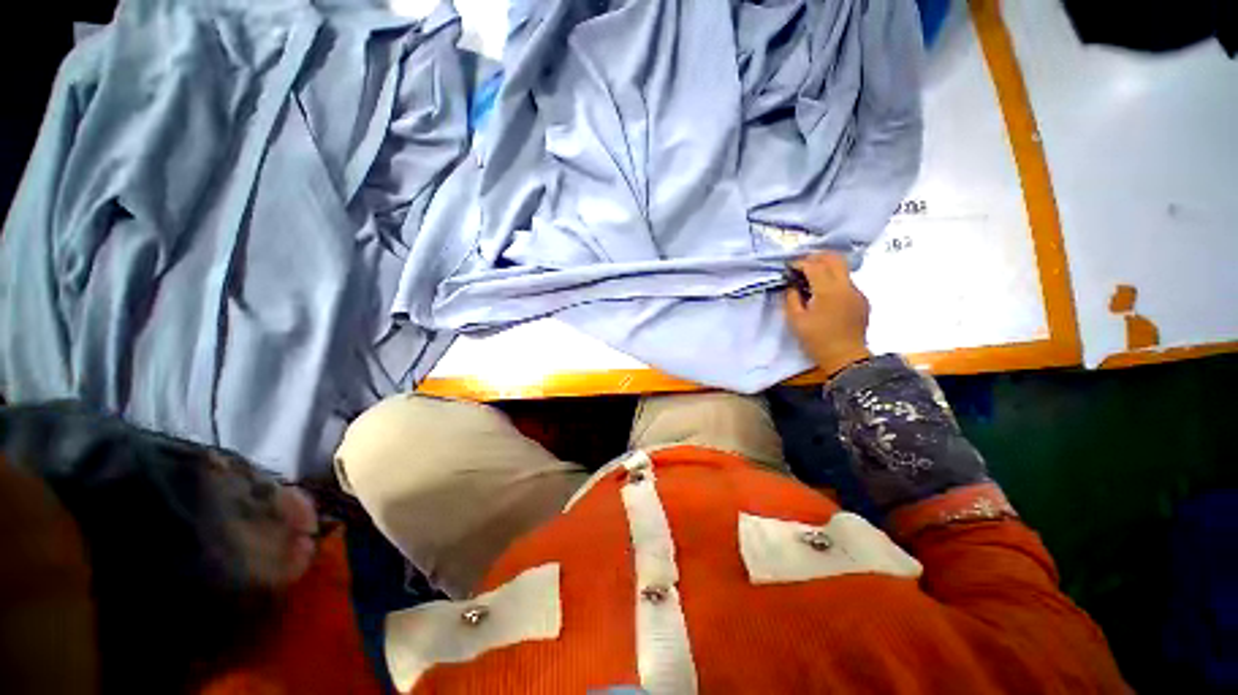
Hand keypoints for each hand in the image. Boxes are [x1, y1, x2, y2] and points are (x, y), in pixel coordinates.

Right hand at [784, 253, 872, 375]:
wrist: (845, 357)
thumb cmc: (816, 340)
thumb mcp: (795, 320)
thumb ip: (791, 298)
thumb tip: (792, 285)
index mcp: (828, 291)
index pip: (814, 265)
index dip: (799, 263)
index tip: (789, 267)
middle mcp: (846, 286)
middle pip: (834, 258)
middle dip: (816, 257)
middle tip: (802, 266)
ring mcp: (857, 292)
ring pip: (842, 269)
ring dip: (826, 268)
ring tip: (811, 279)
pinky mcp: (862, 300)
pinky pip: (847, 282)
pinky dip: (834, 281)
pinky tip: (825, 295)